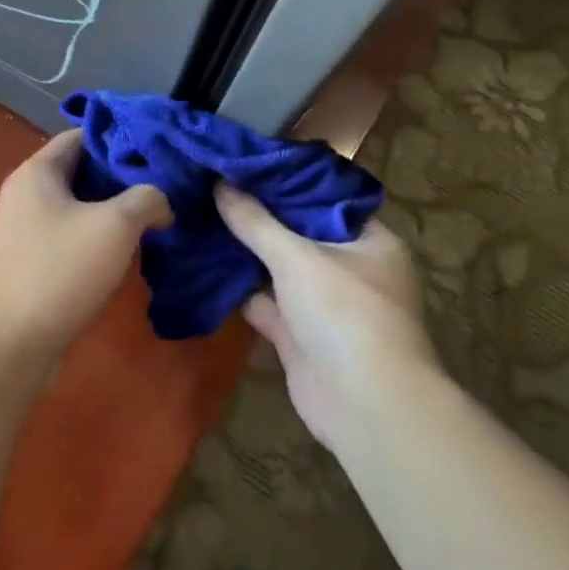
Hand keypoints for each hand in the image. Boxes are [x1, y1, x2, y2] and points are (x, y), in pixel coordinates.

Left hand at [0, 131, 171, 379]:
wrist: (3, 346)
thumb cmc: (57, 272)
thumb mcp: (115, 226)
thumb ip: (147, 199)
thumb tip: (161, 202)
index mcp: (37, 172)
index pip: (82, 135)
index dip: (121, 138)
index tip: (158, 150)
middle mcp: (24, 195)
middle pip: (80, 172)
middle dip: (122, 179)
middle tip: (165, 187)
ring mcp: (22, 232)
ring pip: (76, 209)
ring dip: (112, 214)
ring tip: (154, 221)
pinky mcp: (27, 266)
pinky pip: (67, 240)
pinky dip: (95, 241)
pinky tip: (124, 256)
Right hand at [215, 185, 439, 450]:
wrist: (365, 406)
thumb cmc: (344, 314)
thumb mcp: (298, 257)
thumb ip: (256, 222)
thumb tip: (220, 183)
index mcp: (368, 240)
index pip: (323, 199)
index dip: (284, 181)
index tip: (243, 163)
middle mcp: (350, 268)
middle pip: (297, 234)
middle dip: (257, 217)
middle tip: (212, 187)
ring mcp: (324, 305)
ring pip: (278, 270)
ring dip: (245, 253)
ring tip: (200, 218)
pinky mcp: (300, 336)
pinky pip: (266, 304)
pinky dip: (240, 291)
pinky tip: (203, 267)